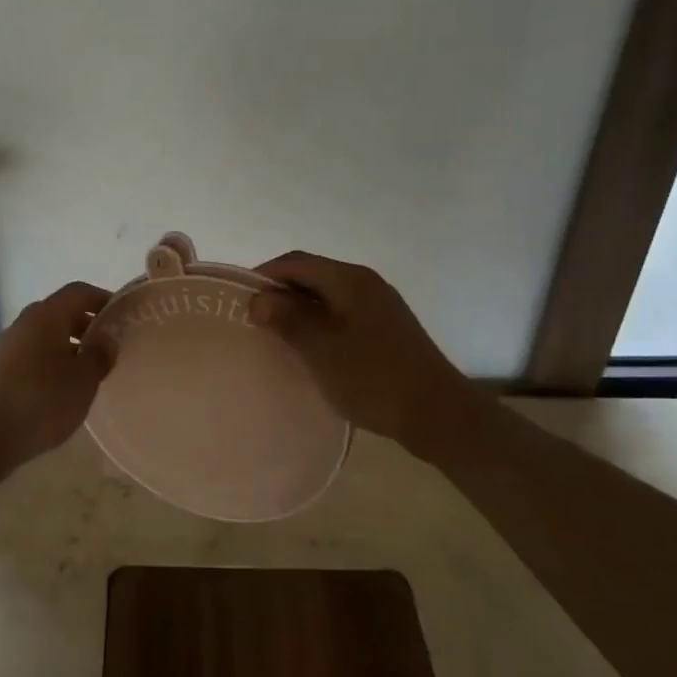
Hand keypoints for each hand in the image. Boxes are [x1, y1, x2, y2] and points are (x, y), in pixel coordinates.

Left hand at [0, 280, 111, 467]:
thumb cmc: (42, 400)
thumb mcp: (83, 379)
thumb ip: (100, 354)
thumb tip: (107, 338)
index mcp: (47, 315)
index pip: (79, 292)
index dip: (102, 299)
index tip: (122, 316)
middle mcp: (25, 323)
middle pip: (60, 312)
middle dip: (87, 324)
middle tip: (109, 346)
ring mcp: (8, 346)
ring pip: (45, 335)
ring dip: (69, 345)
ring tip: (88, 371)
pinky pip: (32, 355)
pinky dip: (51, 362)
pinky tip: (61, 389)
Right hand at [249, 252, 465, 457]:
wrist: (438, 414)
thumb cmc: (374, 378)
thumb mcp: (322, 349)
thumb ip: (288, 319)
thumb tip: (258, 298)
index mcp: (349, 279)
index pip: (295, 262)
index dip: (264, 276)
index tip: (238, 300)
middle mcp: (365, 282)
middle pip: (312, 274)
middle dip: (280, 291)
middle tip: (254, 319)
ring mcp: (379, 304)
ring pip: (327, 295)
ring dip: (300, 308)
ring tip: (276, 335)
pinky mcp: (387, 327)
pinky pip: (342, 312)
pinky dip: (320, 321)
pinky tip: (311, 347)